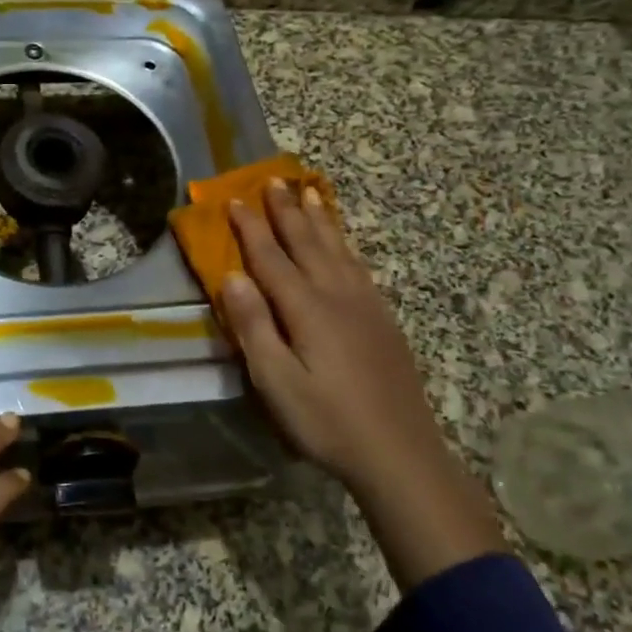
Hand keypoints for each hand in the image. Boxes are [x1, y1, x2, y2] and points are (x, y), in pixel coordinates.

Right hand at [221, 181, 505, 590]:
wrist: (400, 453)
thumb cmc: (327, 421)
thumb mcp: (276, 382)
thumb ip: (254, 327)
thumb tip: (232, 277)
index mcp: (307, 310)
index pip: (271, 258)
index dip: (251, 228)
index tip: (234, 199)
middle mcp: (337, 296)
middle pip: (307, 243)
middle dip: (287, 210)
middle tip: (273, 179)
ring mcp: (365, 306)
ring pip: (337, 250)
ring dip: (319, 219)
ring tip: (309, 191)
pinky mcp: (383, 321)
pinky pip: (359, 267)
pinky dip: (345, 245)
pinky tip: (343, 244)